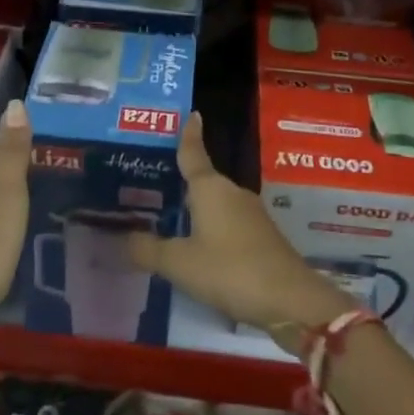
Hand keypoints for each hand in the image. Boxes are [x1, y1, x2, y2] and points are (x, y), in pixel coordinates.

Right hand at [126, 112, 356, 345]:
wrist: (291, 301)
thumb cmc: (230, 270)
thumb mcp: (180, 263)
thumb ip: (149, 250)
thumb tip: (123, 238)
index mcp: (210, 188)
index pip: (194, 153)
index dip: (189, 135)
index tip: (191, 113)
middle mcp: (232, 193)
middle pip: (202, 181)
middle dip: (180, 181)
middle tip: (150, 183)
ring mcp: (250, 215)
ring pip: (215, 204)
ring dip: (195, 209)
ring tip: (166, 217)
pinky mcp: (261, 238)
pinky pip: (227, 224)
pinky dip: (210, 229)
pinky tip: (196, 247)